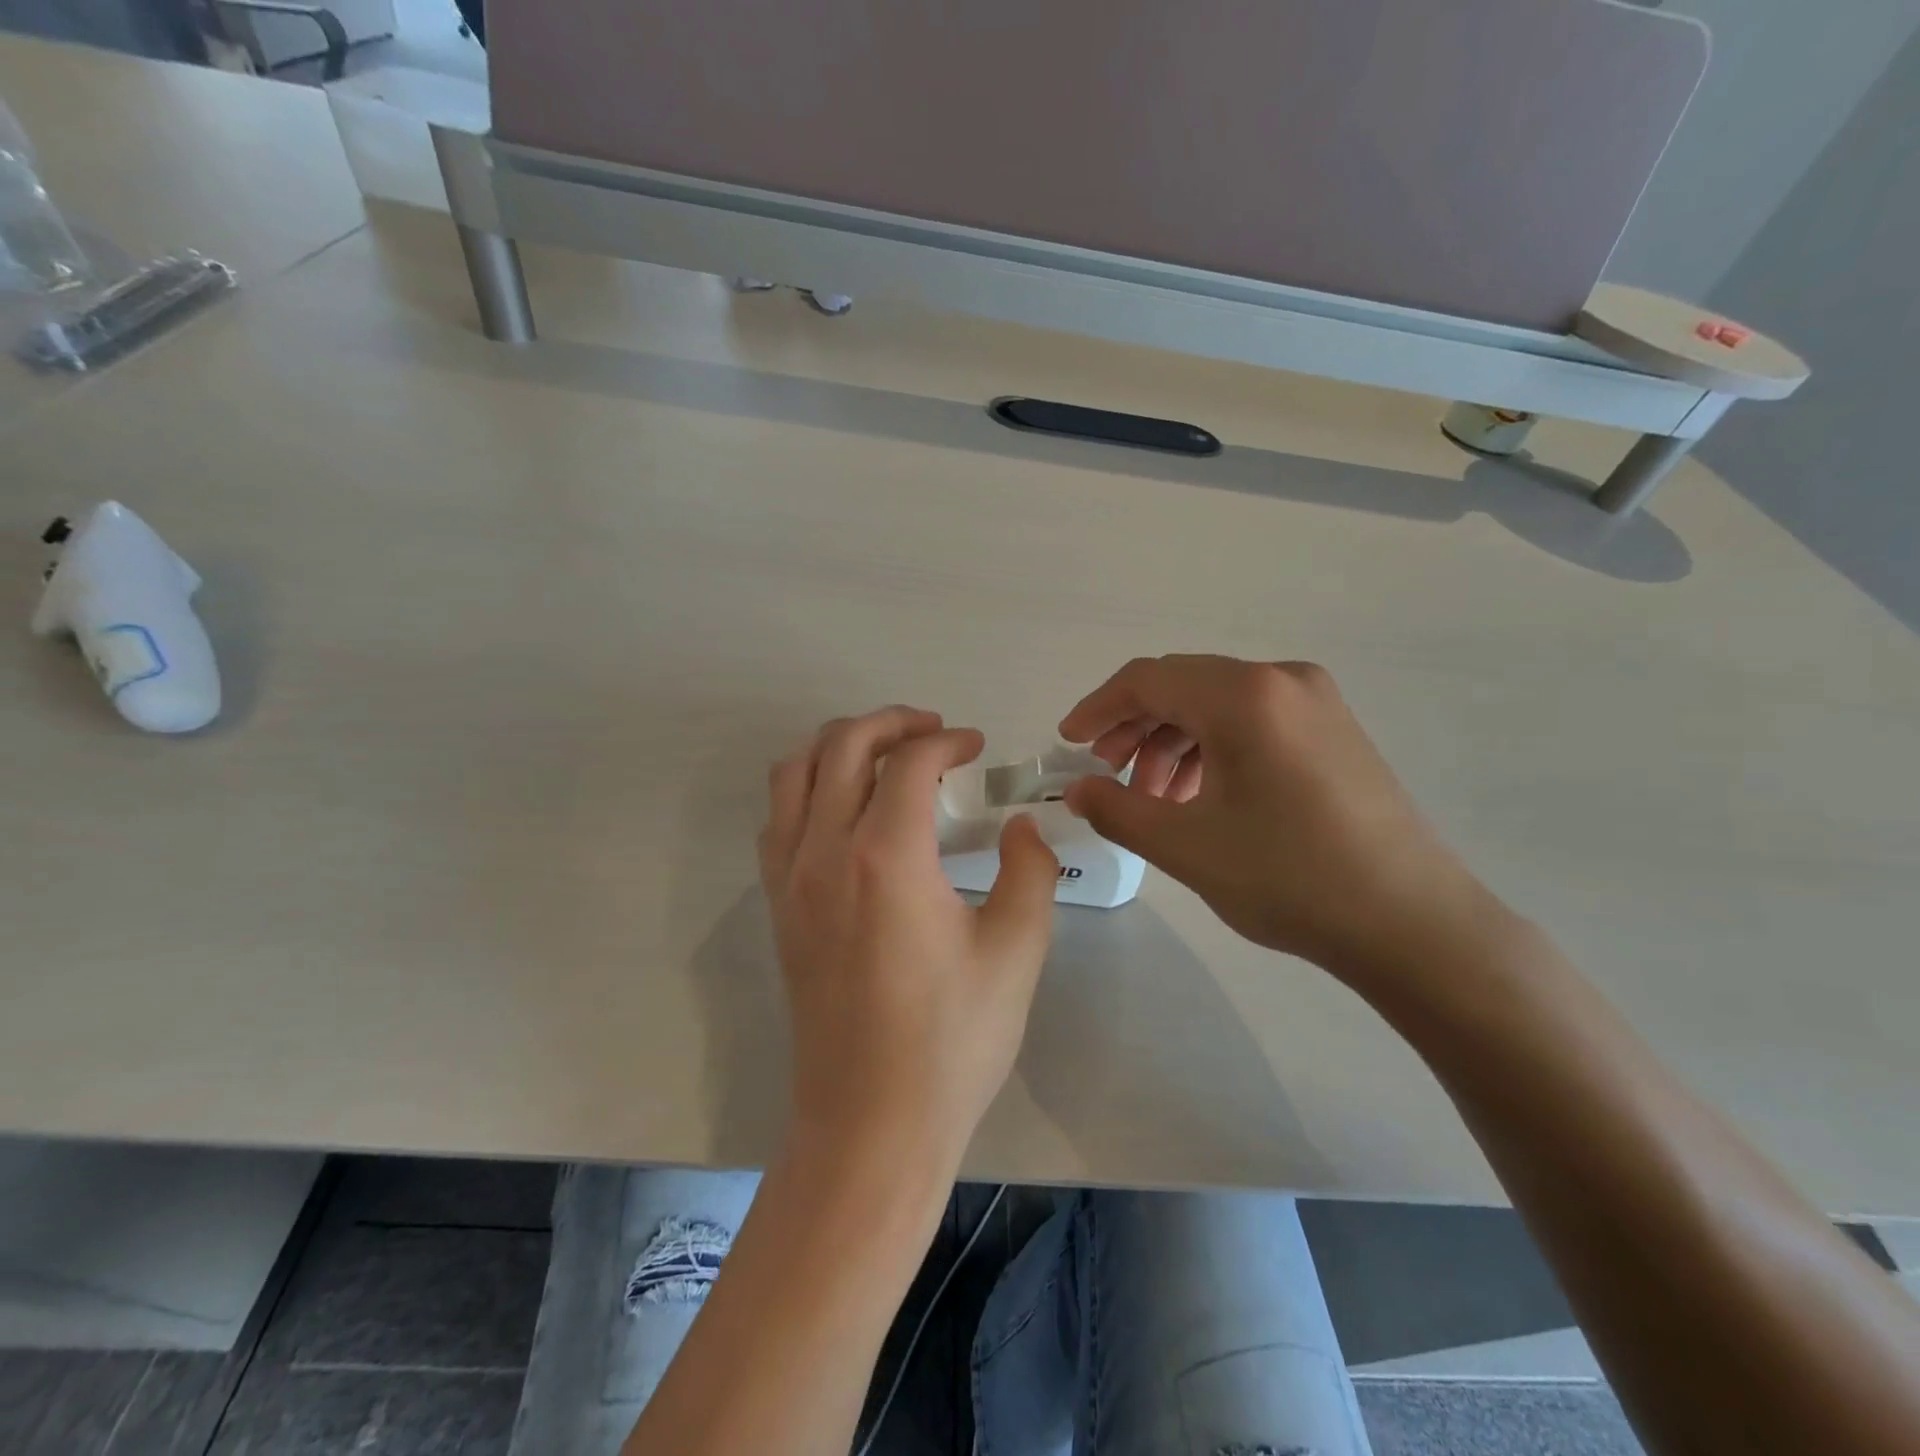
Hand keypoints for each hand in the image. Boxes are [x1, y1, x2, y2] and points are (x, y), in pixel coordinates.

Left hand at [759, 707, 1058, 1168]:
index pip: (908, 761)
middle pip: (842, 745)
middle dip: (891, 723)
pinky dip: (810, 787)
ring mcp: (790, 879)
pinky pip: (779, 817)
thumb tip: (1019, 826)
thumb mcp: (1016, 952)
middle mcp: (824, 851)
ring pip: (796, 772)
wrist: (870, 1125)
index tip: (977, 747)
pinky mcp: (778, 908)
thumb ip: (1028, 870)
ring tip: (886, 756)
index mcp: (886, 856)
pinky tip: (847, 810)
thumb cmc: (950, 1042)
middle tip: (934, 733)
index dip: (947, 741)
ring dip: (841, 745)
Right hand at [1059, 655, 1493, 979]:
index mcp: (1245, 695)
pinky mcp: (1333, 730)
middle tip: (1106, 773)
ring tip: (1153, 797)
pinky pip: (1253, 721)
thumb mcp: (1185, 846)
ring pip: (1217, 705)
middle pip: (1183, 686)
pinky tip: (1200, 796)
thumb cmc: (1290, 878)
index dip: (1098, 708)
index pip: (1148, 679)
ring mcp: (1315, 702)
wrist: (1412, 923)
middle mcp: (1282, 680)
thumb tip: (1077, 789)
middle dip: (1134, 727)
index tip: (1068, 744)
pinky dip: (1212, 749)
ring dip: (1172, 742)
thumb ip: (1116, 809)